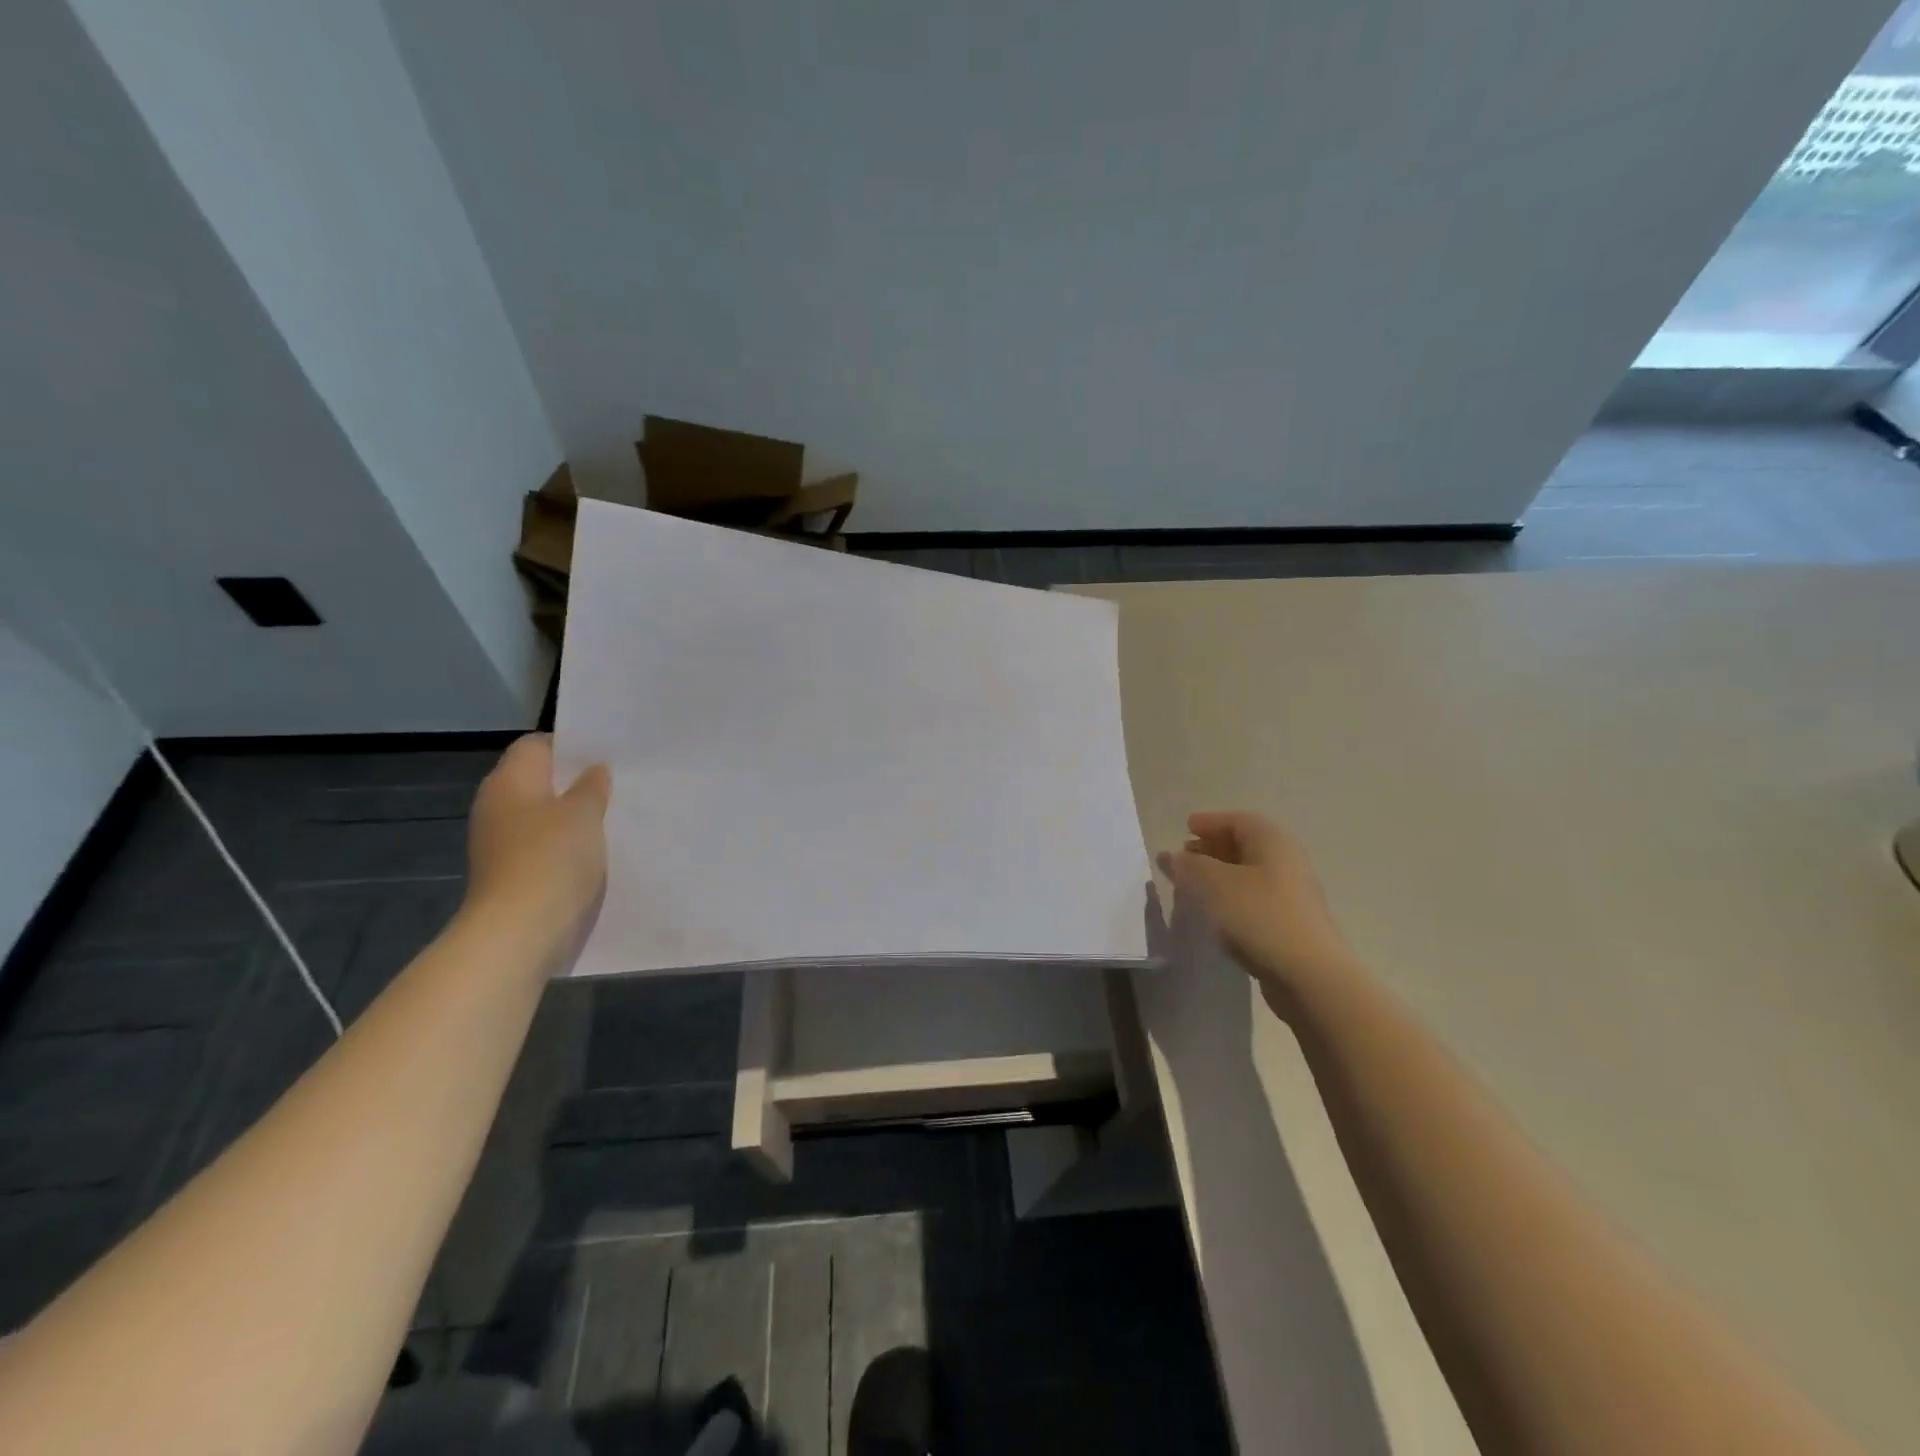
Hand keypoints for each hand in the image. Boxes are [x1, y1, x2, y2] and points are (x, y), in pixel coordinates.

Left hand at [464, 735, 610, 959]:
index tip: (605, 755)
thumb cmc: (552, 859)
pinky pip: (542, 845)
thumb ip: (592, 787)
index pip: (536, 745)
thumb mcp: (584, 814)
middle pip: (538, 780)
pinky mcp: (510, 872)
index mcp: (509, 781)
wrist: (518, 931)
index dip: (570, 746)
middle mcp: (497, 805)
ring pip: (542, 815)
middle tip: (617, 785)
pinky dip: (565, 845)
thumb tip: (593, 770)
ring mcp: (499, 841)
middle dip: (574, 782)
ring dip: (572, 816)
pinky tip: (595, 853)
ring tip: (612, 818)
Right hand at [1157, 811, 1359, 1009]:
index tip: (1185, 828)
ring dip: (1220, 875)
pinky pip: (1254, 898)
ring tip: (1192, 886)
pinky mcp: (1291, 922)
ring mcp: (1292, 893)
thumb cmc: (1259, 916)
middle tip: (1185, 856)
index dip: (1210, 822)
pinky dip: (1231, 897)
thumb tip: (1172, 856)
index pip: (1238, 820)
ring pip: (1249, 873)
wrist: (1309, 975)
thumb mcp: (1214, 885)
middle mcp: (1287, 860)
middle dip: (1212, 848)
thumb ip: (1189, 866)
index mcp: (1272, 841)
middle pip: (1245, 845)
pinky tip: (1215, 913)